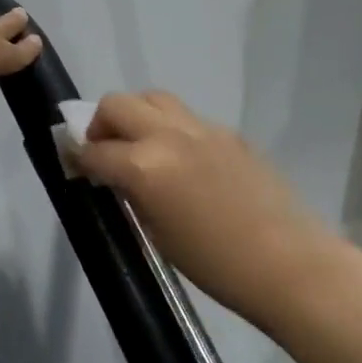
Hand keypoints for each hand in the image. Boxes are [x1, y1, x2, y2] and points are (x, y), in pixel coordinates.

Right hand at [74, 91, 346, 334]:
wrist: (286, 263)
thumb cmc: (214, 264)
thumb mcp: (156, 232)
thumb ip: (130, 193)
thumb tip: (114, 175)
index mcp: (144, 166)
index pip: (95, 150)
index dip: (78, 158)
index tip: (74, 165)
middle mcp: (167, 136)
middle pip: (117, 104)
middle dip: (100, 123)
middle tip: (104, 149)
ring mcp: (201, 128)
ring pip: (152, 98)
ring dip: (135, 115)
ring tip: (139, 144)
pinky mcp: (227, 132)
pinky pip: (186, 117)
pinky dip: (169, 128)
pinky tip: (179, 158)